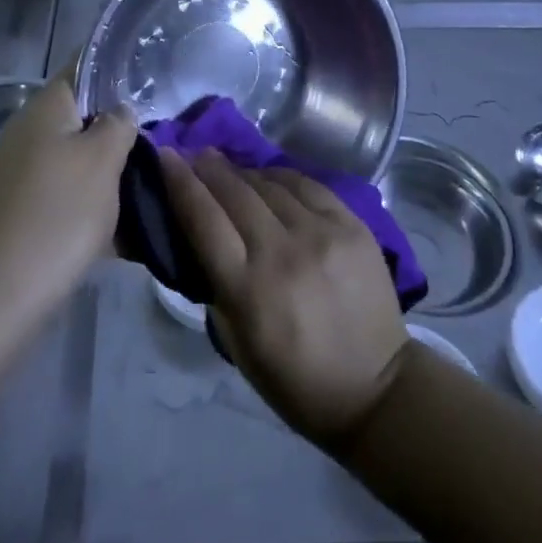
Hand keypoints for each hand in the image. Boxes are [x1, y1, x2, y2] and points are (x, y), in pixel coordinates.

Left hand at [0, 71, 135, 307]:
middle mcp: (23, 133)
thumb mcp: (104, 160)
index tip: (147, 87)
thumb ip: (118, 124)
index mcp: (44, 108)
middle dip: (114, 134)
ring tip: (141, 194)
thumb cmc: (59, 213)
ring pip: (71, 161)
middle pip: (79, 119)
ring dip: (103, 175)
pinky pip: (59, 196)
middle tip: (152, 151)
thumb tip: (119, 112)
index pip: (81, 69)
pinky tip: (116, 235)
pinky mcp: (13, 212)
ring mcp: (14, 174)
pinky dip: (85, 206)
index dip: (113, 73)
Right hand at [159, 148, 409, 447]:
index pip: (203, 219)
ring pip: (269, 183)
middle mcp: (282, 251)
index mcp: (248, 289)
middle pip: (234, 192)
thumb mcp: (237, 343)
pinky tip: (268, 175)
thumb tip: (201, 237)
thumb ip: (216, 284)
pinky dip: (280, 175)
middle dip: (207, 167)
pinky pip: (307, 184)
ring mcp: (321, 233)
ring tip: (228, 166)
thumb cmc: (295, 380)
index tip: (165, 155)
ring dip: (242, 171)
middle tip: (193, 153)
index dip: (180, 182)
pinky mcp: (351, 224)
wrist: (376, 389)